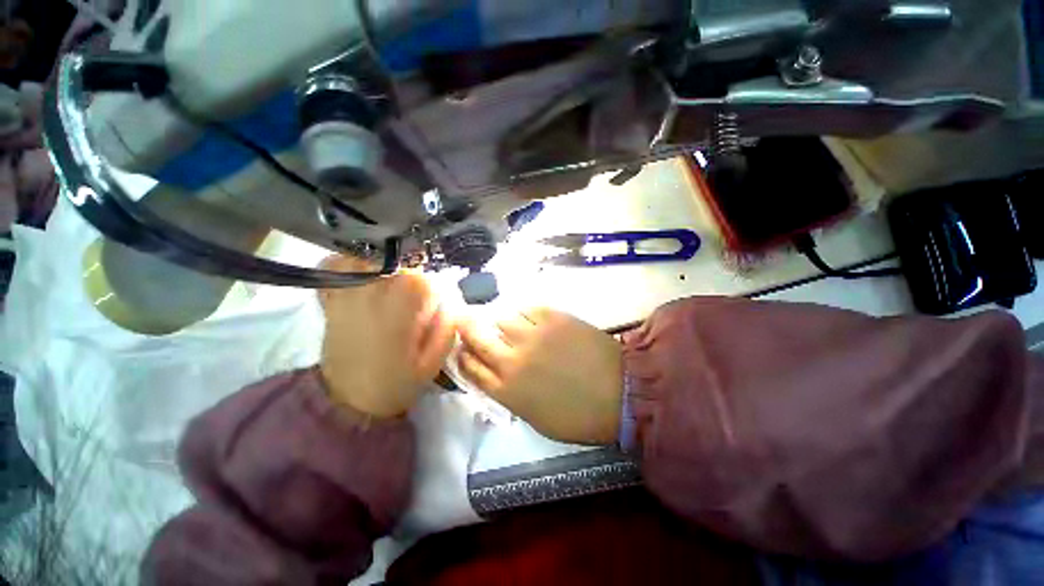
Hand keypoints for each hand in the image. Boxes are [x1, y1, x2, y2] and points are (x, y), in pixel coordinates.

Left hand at [319, 256, 454, 418]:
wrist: (350, 401)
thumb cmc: (396, 382)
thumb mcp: (433, 363)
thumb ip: (446, 330)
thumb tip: (451, 303)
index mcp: (401, 311)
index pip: (423, 279)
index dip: (432, 288)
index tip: (432, 303)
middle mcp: (373, 295)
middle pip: (395, 261)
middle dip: (409, 270)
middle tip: (412, 292)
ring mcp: (347, 295)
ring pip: (364, 255)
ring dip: (380, 260)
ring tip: (388, 276)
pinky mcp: (331, 300)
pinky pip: (332, 267)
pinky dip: (345, 262)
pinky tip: (359, 271)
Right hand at [457, 308, 622, 444]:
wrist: (619, 393)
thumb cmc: (579, 416)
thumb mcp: (536, 418)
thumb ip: (511, 394)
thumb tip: (499, 374)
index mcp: (506, 391)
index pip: (470, 367)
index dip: (462, 355)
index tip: (462, 348)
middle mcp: (511, 360)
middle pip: (476, 337)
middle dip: (466, 327)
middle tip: (465, 321)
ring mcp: (532, 335)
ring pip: (501, 318)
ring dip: (501, 322)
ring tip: (511, 325)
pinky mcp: (552, 317)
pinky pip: (527, 308)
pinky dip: (524, 313)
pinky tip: (531, 319)